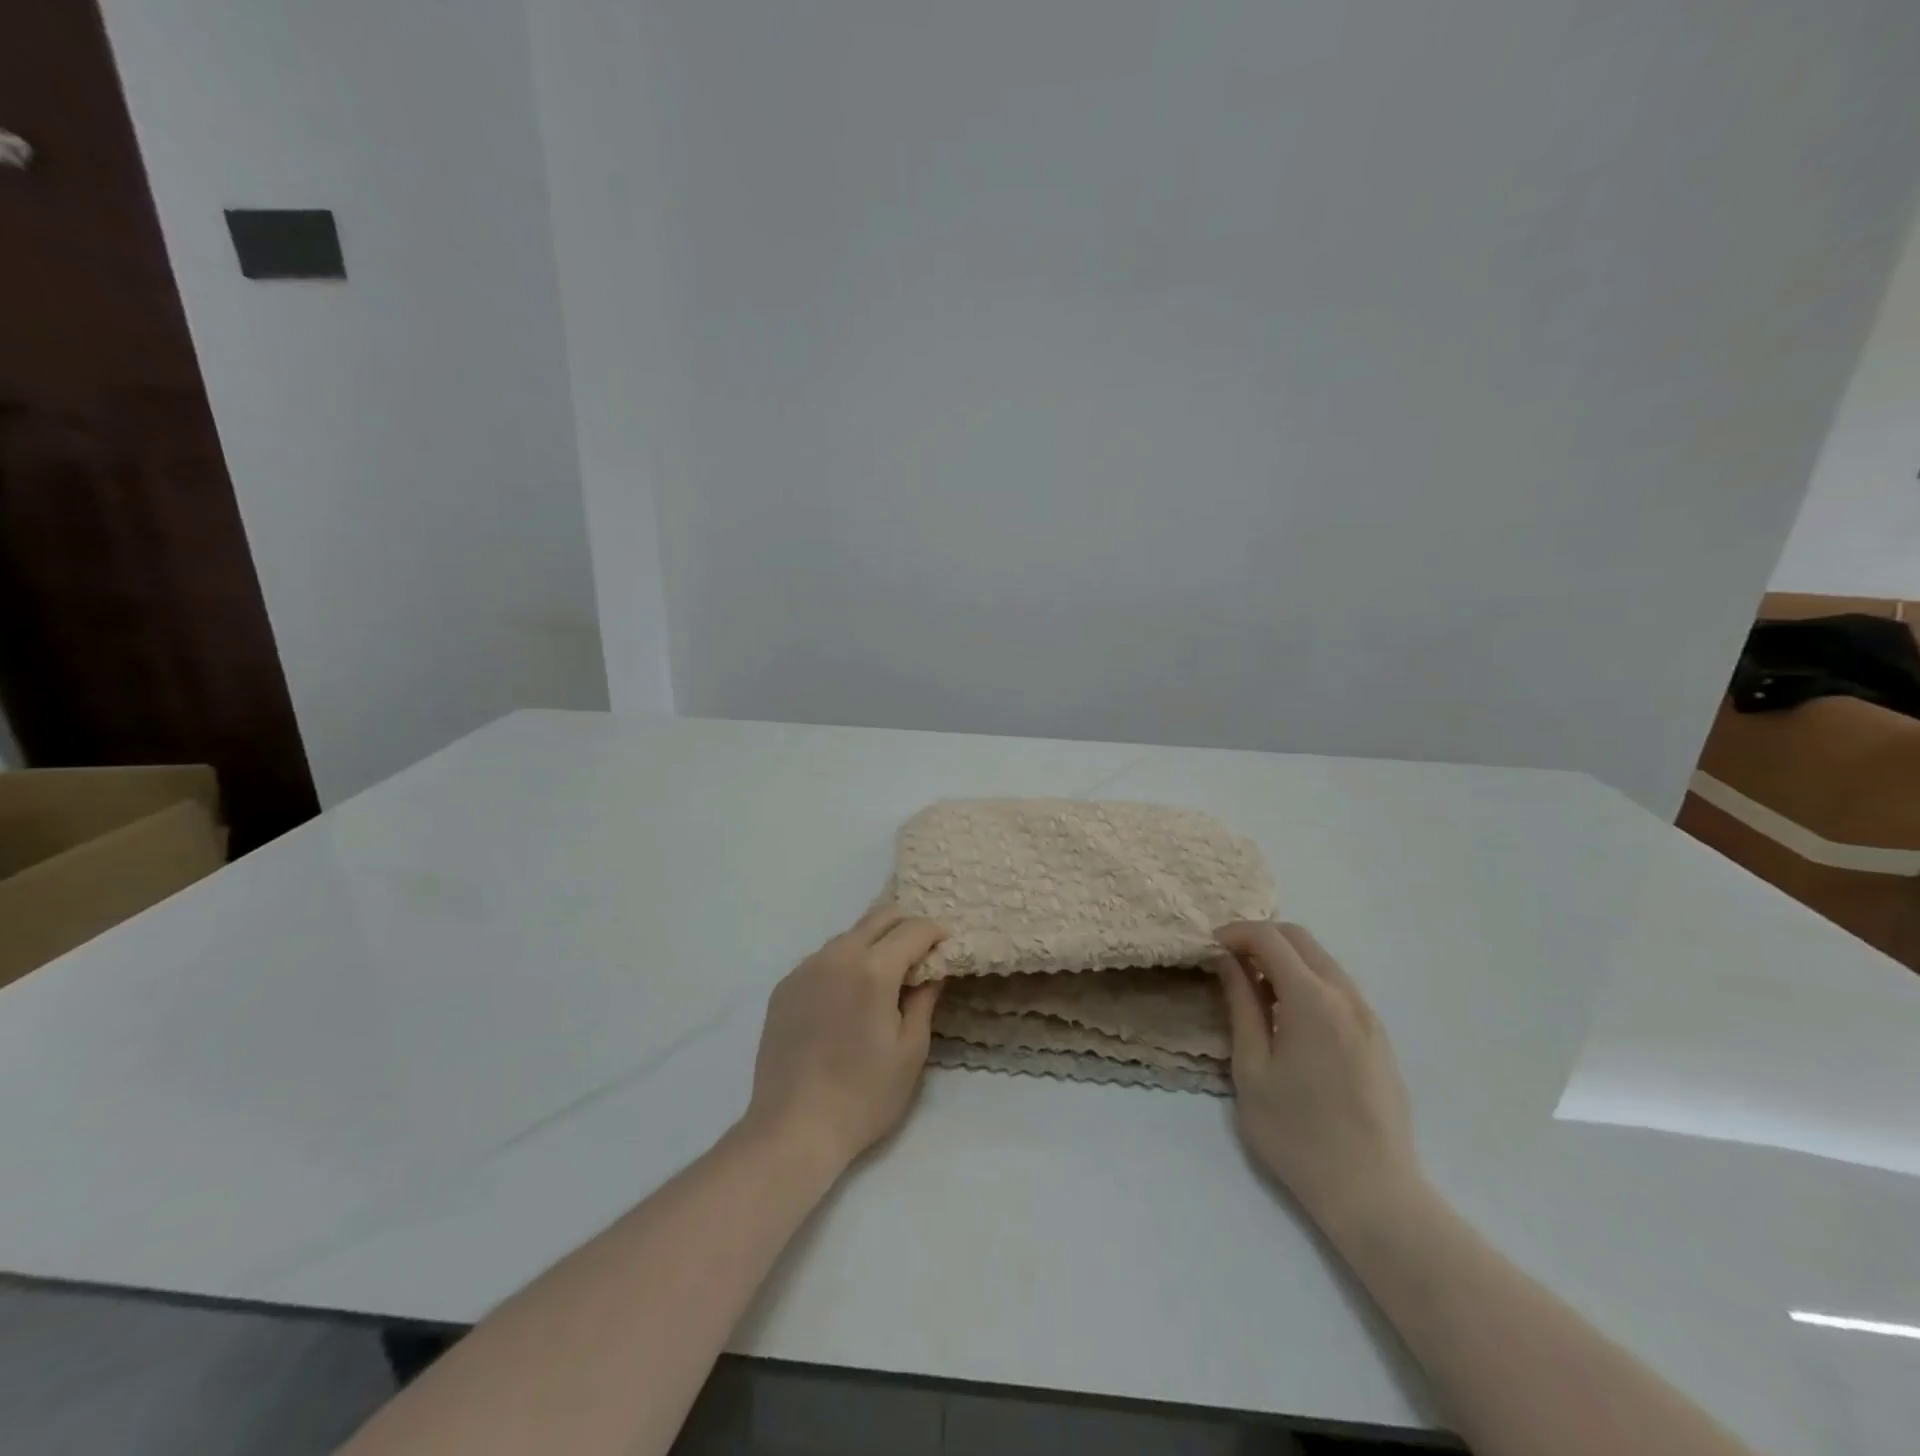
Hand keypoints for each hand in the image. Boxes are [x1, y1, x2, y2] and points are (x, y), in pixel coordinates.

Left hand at [743, 908, 946, 1175]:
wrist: (793, 1129)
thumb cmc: (864, 1094)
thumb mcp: (911, 1050)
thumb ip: (924, 999)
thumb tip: (931, 970)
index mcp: (872, 969)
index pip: (912, 930)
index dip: (936, 932)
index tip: (949, 943)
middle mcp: (836, 955)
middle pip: (878, 917)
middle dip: (906, 925)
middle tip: (923, 949)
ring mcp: (804, 969)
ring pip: (849, 935)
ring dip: (874, 941)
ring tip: (888, 972)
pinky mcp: (784, 986)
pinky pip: (823, 958)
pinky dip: (845, 961)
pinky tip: (850, 993)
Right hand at [1215, 921, 1420, 1226]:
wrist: (1373, 1194)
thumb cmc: (1297, 1134)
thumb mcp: (1252, 1069)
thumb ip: (1242, 1006)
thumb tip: (1228, 962)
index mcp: (1312, 1000)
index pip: (1269, 939)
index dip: (1235, 933)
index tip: (1209, 948)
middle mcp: (1346, 996)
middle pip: (1300, 939)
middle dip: (1260, 939)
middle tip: (1228, 963)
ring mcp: (1369, 1016)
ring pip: (1322, 960)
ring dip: (1285, 959)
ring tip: (1254, 990)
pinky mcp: (1378, 1038)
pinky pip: (1338, 987)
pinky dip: (1307, 981)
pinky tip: (1288, 1016)